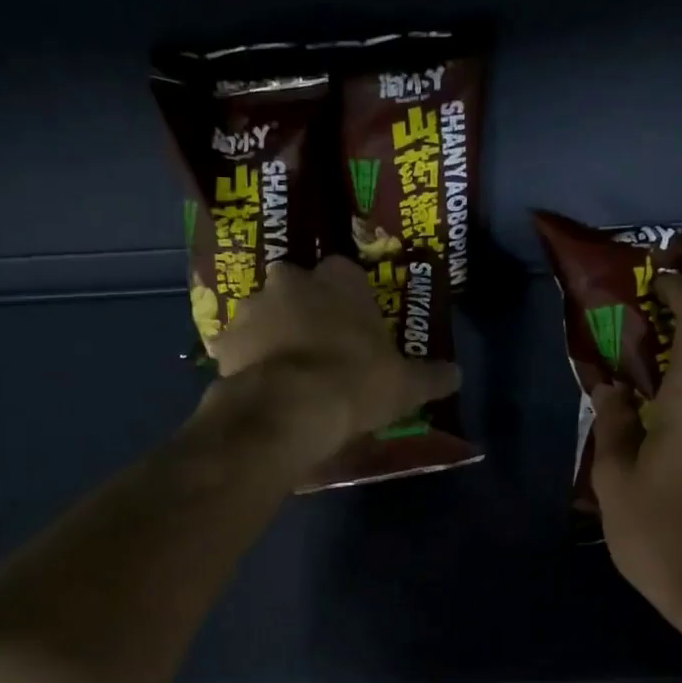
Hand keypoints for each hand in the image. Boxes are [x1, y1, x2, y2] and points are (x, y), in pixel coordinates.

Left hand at [204, 257, 459, 463]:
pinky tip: (258, 387)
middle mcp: (291, 281)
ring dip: (272, 334)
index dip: (350, 301)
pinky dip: (245, 362)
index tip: (355, 328)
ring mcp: (252, 308)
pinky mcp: (224, 341)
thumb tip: (457, 374)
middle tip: (319, 346)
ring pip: (263, 314)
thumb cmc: (356, 384)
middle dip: (305, 310)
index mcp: (338, 280)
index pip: (345, 273)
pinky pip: (236, 347)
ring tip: (286, 372)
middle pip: (298, 288)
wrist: (290, 408)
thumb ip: (432, 376)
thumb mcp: (406, 385)